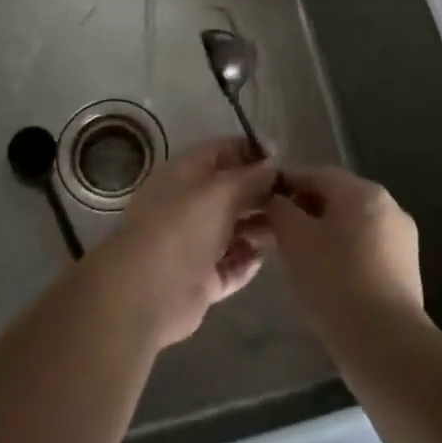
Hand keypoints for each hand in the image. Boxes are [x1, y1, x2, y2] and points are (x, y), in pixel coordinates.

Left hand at [94, 136, 276, 348]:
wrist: (145, 292)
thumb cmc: (182, 227)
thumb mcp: (221, 191)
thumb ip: (251, 177)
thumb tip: (273, 166)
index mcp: (188, 172)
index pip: (225, 150)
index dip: (254, 152)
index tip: (285, 160)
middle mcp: (191, 203)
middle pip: (233, 191)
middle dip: (262, 193)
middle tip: (296, 199)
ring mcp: (196, 242)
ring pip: (235, 228)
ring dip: (260, 228)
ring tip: (288, 229)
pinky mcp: (202, 278)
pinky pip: (232, 264)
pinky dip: (248, 260)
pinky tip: (265, 257)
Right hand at [266, 167, 423, 346]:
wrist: (386, 345)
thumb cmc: (334, 281)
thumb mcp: (293, 239)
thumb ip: (279, 209)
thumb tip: (276, 199)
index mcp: (362, 190)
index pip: (315, 175)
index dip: (285, 185)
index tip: (262, 204)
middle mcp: (388, 205)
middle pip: (336, 198)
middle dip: (305, 211)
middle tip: (276, 235)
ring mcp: (402, 239)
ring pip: (352, 225)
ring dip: (324, 234)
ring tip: (299, 260)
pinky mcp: (407, 271)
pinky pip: (367, 249)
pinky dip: (344, 255)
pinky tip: (328, 279)